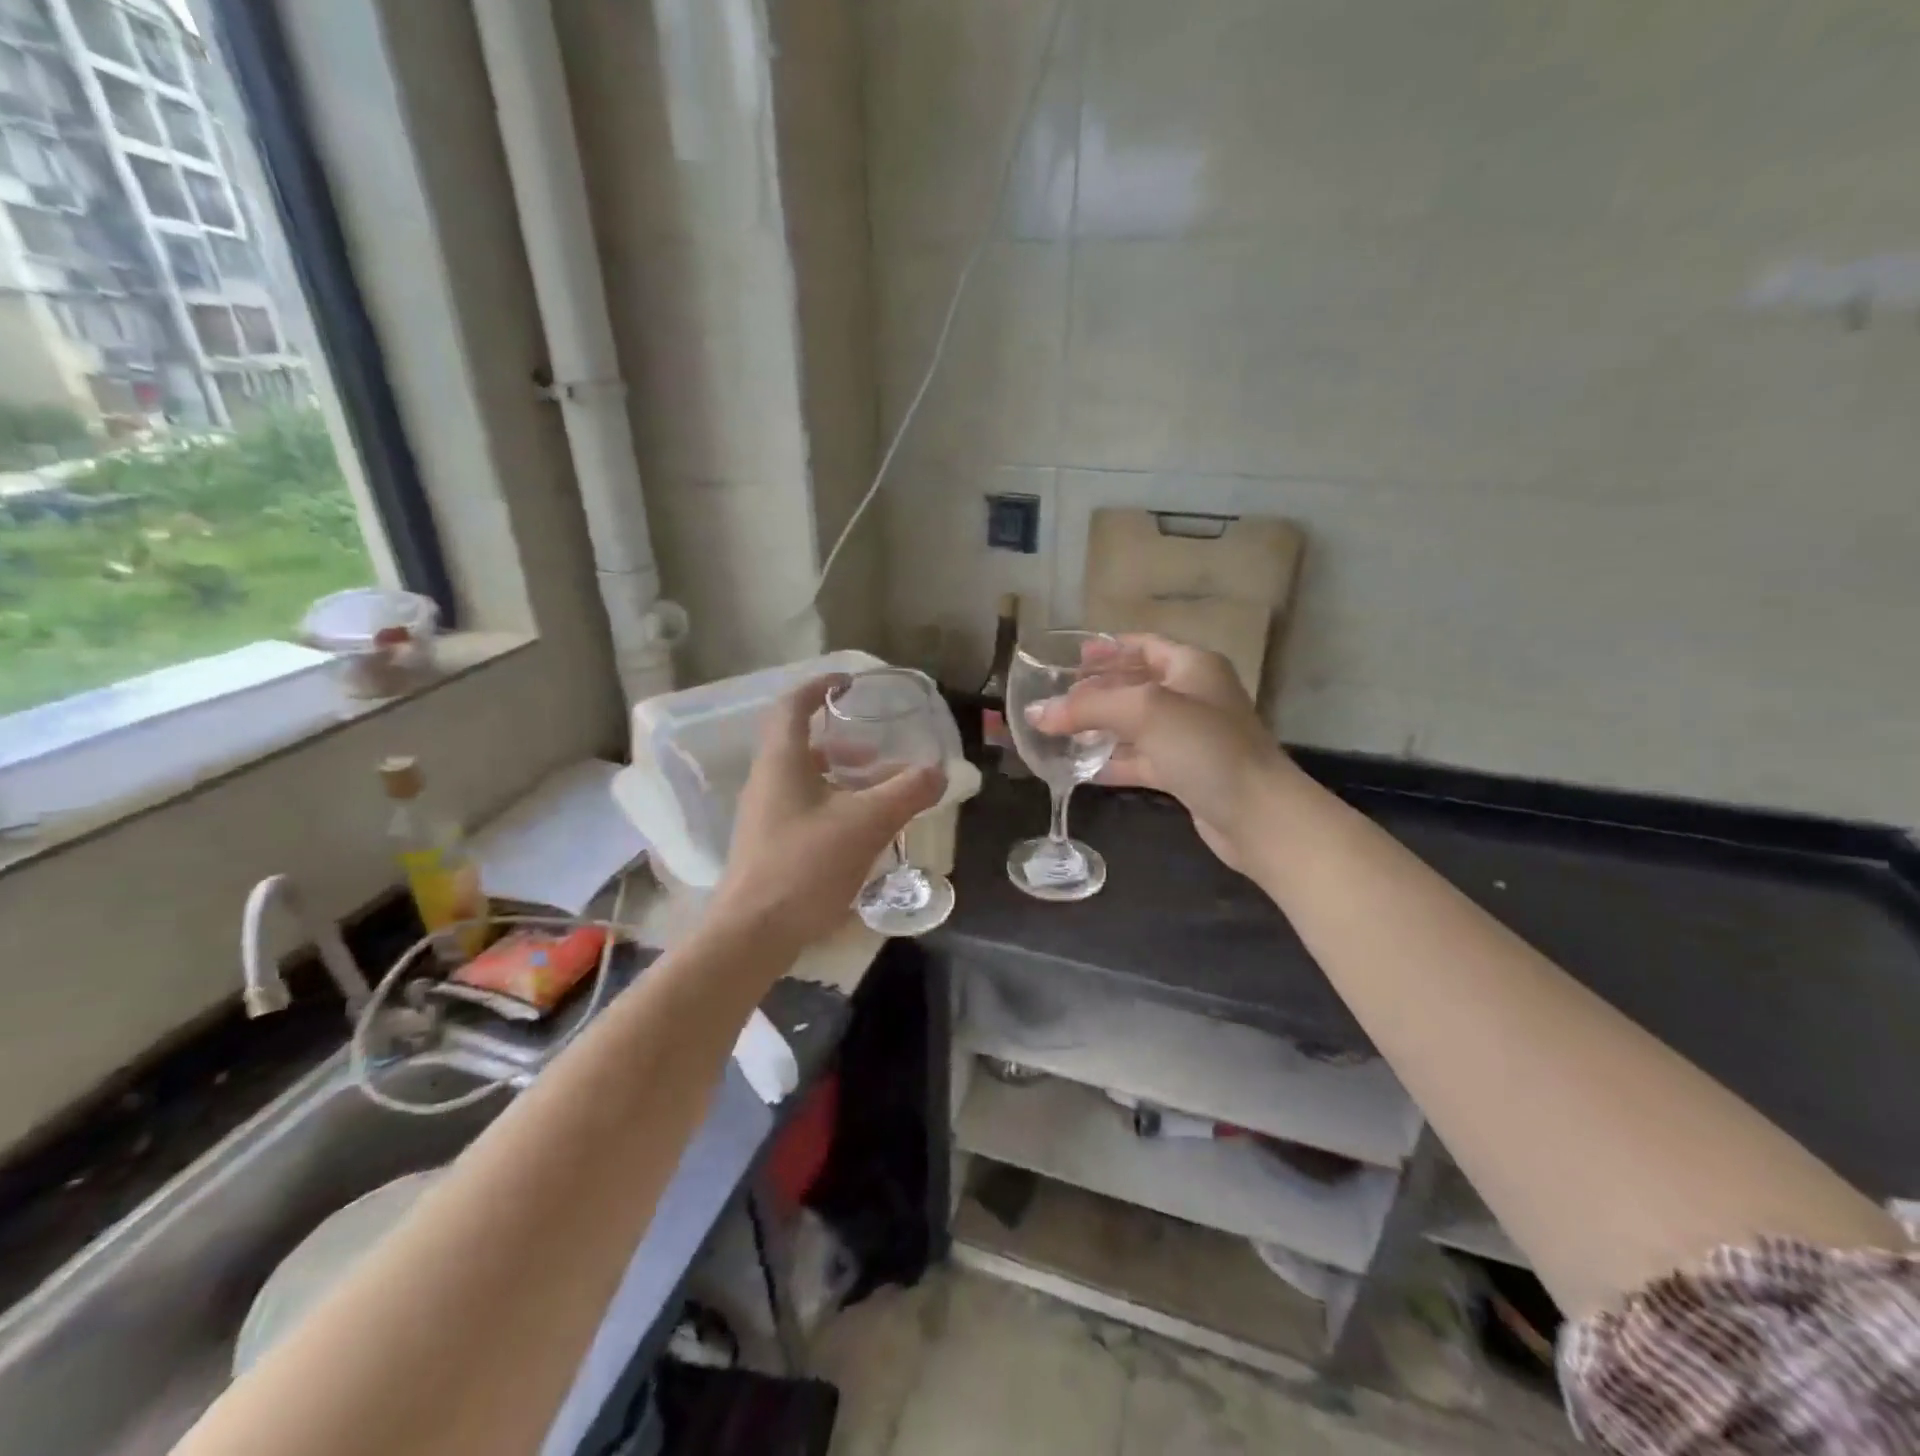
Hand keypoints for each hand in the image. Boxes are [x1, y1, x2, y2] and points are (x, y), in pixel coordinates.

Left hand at [713, 676, 944, 947]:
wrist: (754, 933)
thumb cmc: (806, 865)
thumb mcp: (867, 823)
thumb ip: (907, 792)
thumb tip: (938, 772)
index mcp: (782, 762)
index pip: (792, 706)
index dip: (820, 687)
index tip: (849, 683)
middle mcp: (766, 781)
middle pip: (800, 744)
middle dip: (842, 742)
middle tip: (876, 751)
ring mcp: (764, 815)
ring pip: (804, 779)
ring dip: (840, 776)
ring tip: (877, 791)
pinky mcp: (769, 844)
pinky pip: (803, 807)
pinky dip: (833, 803)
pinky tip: (860, 830)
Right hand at [1032, 635, 1293, 872]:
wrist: (1258, 816)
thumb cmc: (1206, 748)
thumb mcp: (1145, 712)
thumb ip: (1088, 707)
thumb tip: (1036, 712)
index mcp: (1191, 667)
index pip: (1143, 645)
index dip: (1107, 649)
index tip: (1069, 659)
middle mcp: (1192, 696)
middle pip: (1135, 685)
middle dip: (1095, 691)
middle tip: (1054, 698)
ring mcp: (1189, 738)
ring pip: (1134, 726)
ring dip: (1099, 728)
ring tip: (1056, 732)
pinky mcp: (1184, 774)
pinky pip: (1140, 760)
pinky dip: (1112, 762)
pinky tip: (1079, 769)